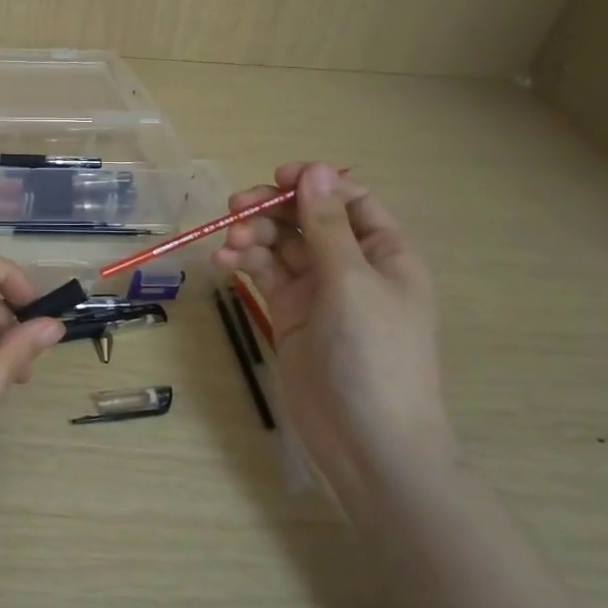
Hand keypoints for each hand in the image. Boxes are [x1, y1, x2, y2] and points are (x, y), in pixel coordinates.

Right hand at [211, 162, 453, 510]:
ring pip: (280, 245)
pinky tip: (224, 263)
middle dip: (272, 210)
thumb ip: (326, 225)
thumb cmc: (374, 354)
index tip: (276, 178)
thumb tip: (315, 168)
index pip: (349, 201)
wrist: (366, 439)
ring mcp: (318, 291)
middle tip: (236, 208)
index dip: (314, 184)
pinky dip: (244, 263)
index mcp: (384, 253)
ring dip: (253, 237)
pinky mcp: (289, 313)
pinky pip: (264, 274)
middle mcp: (351, 266)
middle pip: (306, 219)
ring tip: (229, 244)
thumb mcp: (351, 282)